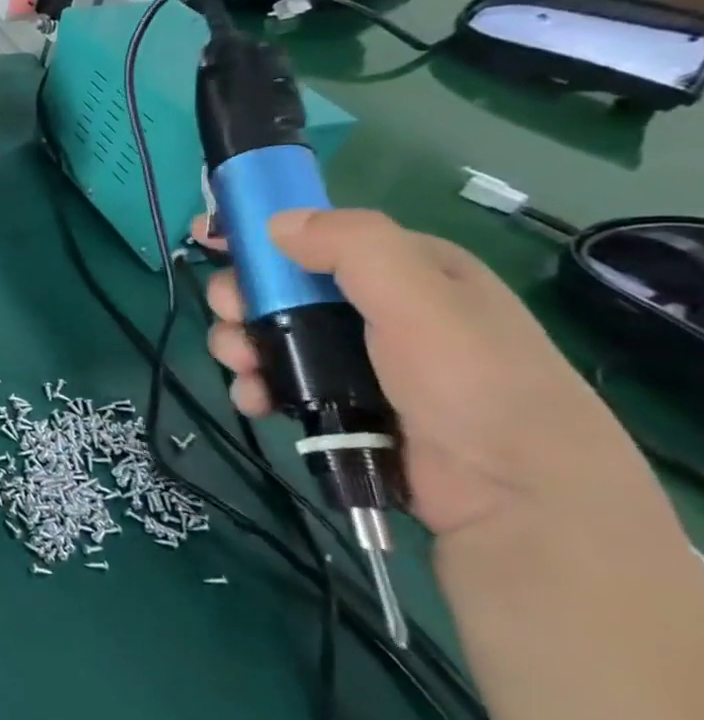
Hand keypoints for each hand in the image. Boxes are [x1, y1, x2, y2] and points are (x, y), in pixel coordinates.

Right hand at [197, 208, 653, 541]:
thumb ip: (355, 248)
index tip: (207, 236)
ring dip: (238, 345)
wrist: (513, 496)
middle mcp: (374, 307)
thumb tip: (276, 224)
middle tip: (232, 316)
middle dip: (241, 298)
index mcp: (404, 269)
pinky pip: (274, 380)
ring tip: (242, 367)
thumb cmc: (472, 383)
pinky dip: (253, 386)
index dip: (260, 232)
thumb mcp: (423, 300)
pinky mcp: (334, 402)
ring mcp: (352, 358)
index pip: (318, 233)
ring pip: (266, 334)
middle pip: (278, 286)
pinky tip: (256, 401)